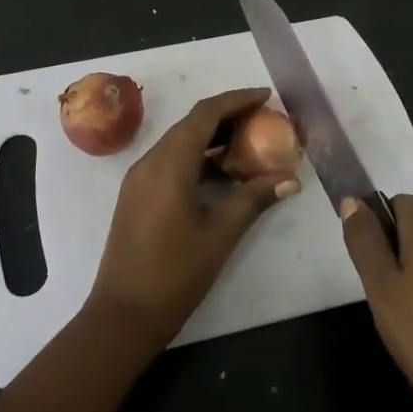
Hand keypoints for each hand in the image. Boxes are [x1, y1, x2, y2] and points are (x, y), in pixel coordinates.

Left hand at [89, 88, 300, 348]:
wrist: (122, 315)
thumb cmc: (174, 274)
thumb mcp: (220, 235)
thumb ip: (254, 200)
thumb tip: (290, 179)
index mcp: (170, 164)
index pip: (205, 114)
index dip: (236, 100)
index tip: (266, 96)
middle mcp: (150, 161)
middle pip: (191, 123)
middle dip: (227, 115)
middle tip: (262, 119)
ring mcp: (139, 178)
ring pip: (179, 141)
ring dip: (211, 137)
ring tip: (248, 144)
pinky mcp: (136, 194)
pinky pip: (169, 160)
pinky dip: (196, 156)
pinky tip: (221, 174)